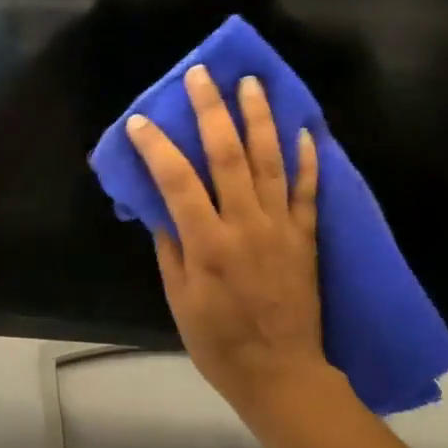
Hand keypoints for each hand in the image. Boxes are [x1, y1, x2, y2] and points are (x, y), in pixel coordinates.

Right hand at [125, 65, 329, 418]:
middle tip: (202, 75)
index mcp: (207, 243)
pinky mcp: (306, 237)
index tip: (140, 121)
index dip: (156, 146)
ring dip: (260, 118)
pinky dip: (307, 159)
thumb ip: (171, 249)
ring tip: (252, 84)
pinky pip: (308, 191)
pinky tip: (303, 129)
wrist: (280, 373)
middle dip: (212, 110)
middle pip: (227, 155)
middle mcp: (245, 225)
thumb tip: (162, 208)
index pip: (176, 180)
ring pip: (271, 161)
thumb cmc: (219, 342)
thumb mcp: (179, 301)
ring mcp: (281, 227)